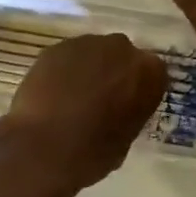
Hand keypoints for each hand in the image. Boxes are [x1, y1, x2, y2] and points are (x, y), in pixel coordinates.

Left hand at [0, 34, 167, 194]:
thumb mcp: (126, 138)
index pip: (153, 73)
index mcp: (148, 72)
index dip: (139, 89)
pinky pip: (67, 57)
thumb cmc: (92, 152)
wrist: (42, 148)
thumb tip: (120, 109)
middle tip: (100, 99)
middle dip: (114, 72)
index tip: (128, 105)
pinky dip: (64, 71)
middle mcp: (122, 48)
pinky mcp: (57, 46)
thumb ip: (130, 112)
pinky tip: (53, 94)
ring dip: (88, 69)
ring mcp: (87, 43)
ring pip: (93, 53)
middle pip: (122, 56)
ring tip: (72, 98)